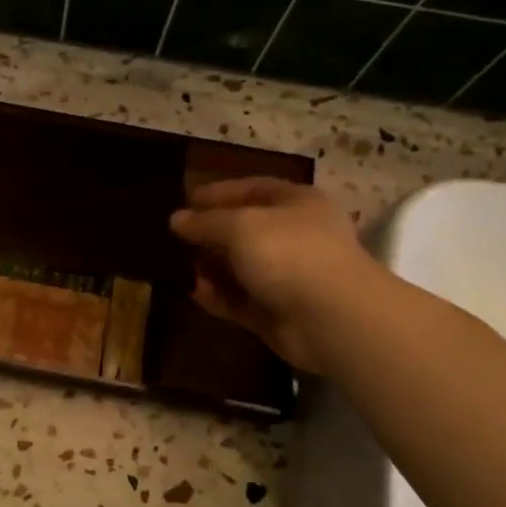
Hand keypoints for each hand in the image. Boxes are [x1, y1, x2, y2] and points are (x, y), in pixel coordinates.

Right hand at [168, 177, 378, 375]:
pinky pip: (240, 300)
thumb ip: (205, 222)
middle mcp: (295, 237)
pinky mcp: (276, 312)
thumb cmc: (289, 253)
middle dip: (210, 234)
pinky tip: (195, 293)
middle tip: (175, 239)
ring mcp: (287, 277)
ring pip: (240, 268)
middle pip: (245, 230)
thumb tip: (176, 219)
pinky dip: (218, 296)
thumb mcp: (239, 226)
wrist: (330, 317)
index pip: (253, 189)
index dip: (219, 192)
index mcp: (297, 203)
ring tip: (178, 267)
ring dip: (210, 268)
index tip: (185, 200)